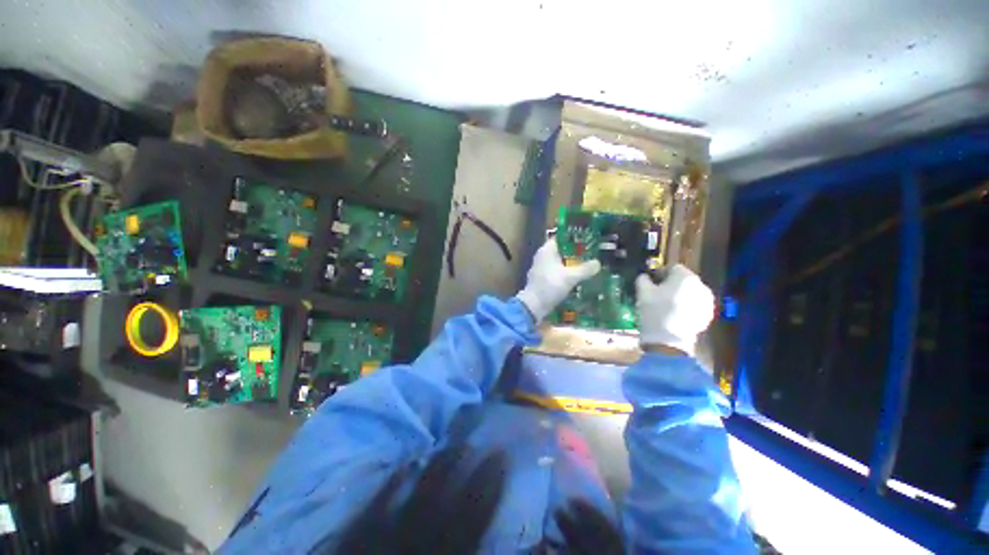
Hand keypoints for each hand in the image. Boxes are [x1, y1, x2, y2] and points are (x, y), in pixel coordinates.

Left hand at [517, 239, 600, 321]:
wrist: (533, 305)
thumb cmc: (550, 286)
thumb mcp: (571, 277)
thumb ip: (585, 269)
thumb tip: (598, 263)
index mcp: (546, 250)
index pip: (562, 238)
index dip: (574, 239)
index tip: (588, 242)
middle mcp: (542, 256)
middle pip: (561, 251)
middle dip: (575, 254)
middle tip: (590, 256)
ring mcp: (540, 268)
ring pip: (558, 262)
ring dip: (570, 265)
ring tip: (586, 267)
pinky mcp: (541, 279)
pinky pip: (555, 272)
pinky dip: (564, 274)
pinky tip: (575, 279)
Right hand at [636, 264, 714, 355]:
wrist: (668, 340)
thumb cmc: (654, 311)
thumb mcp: (643, 292)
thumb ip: (643, 279)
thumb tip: (645, 276)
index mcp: (685, 276)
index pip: (673, 268)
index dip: (661, 273)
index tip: (651, 283)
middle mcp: (701, 285)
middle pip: (684, 280)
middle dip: (672, 285)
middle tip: (658, 295)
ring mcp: (707, 301)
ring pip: (691, 293)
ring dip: (680, 295)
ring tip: (667, 306)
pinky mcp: (707, 315)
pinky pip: (695, 305)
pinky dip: (687, 307)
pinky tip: (675, 315)